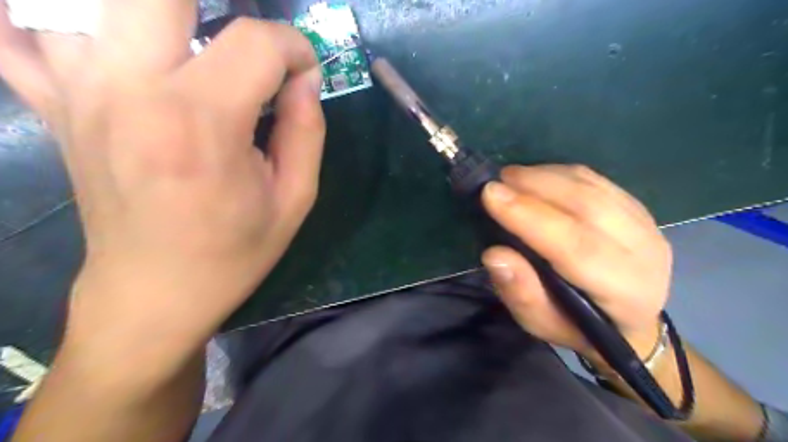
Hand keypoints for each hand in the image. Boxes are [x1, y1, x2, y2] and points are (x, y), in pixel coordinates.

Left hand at [0, 0, 325, 372]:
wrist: (154, 293)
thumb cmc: (235, 252)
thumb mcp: (294, 200)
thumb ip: (307, 132)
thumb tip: (304, 82)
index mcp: (203, 126)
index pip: (256, 44)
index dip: (294, 49)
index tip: (304, 75)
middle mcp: (131, 93)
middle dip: (220, 6)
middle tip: (245, 41)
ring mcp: (78, 92)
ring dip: (150, 12)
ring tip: (187, 40)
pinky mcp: (54, 105)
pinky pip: (14, 32)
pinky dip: (39, 16)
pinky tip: (90, 31)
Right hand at [481, 165, 670, 365]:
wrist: (627, 321)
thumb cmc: (576, 325)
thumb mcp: (541, 323)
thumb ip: (520, 292)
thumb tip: (494, 254)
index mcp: (624, 293)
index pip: (575, 247)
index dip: (529, 217)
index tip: (491, 195)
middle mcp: (645, 254)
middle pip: (587, 207)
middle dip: (535, 187)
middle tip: (496, 181)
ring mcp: (646, 225)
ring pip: (592, 187)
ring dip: (545, 175)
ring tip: (511, 177)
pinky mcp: (637, 207)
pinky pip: (596, 180)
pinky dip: (560, 173)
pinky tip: (536, 177)